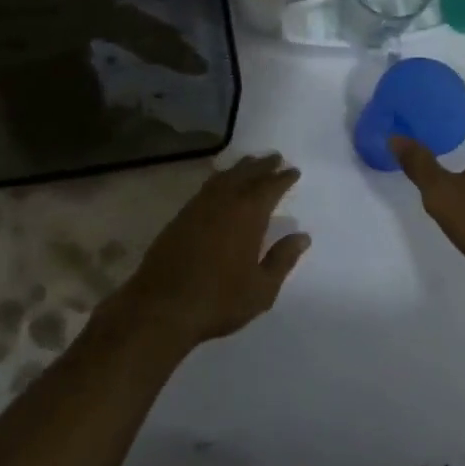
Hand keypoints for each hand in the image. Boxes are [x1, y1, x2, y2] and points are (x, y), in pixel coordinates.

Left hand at [114, 154, 310, 349]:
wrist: (162, 308)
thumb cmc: (219, 300)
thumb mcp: (262, 288)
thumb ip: (283, 259)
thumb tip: (302, 237)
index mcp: (248, 215)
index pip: (270, 187)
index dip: (283, 178)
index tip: (294, 171)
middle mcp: (224, 202)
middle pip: (246, 174)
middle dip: (263, 165)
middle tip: (275, 157)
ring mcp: (198, 207)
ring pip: (224, 177)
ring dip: (240, 168)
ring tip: (251, 163)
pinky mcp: (180, 217)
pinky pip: (205, 188)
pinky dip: (219, 180)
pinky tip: (220, 184)